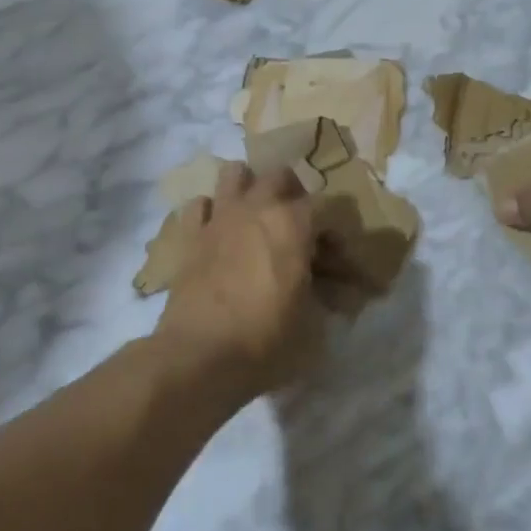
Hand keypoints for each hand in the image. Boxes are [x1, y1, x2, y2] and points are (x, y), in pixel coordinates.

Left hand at [158, 162, 322, 397]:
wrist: (198, 357)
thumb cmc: (265, 340)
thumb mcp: (312, 325)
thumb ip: (325, 297)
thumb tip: (331, 291)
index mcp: (293, 223)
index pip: (330, 207)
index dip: (340, 233)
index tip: (340, 263)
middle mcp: (256, 208)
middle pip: (281, 176)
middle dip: (296, 195)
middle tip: (301, 229)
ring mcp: (219, 217)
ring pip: (235, 174)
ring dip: (250, 188)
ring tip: (257, 216)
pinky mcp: (190, 235)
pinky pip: (200, 205)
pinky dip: (212, 212)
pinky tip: (219, 233)